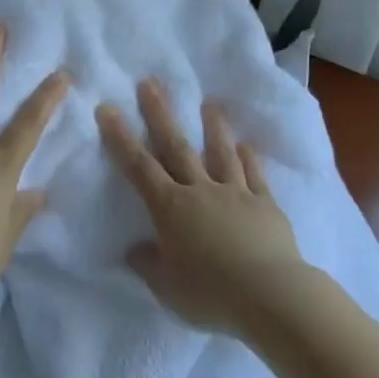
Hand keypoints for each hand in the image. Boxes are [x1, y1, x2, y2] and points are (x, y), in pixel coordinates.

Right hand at [98, 80, 308, 334]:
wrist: (270, 295)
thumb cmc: (210, 293)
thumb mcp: (167, 287)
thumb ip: (148, 265)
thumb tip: (133, 249)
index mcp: (171, 208)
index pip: (139, 167)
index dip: (121, 138)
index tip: (108, 108)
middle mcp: (200, 190)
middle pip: (176, 146)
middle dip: (160, 114)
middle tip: (150, 82)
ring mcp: (235, 193)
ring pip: (220, 153)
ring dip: (213, 127)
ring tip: (209, 103)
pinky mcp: (264, 204)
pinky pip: (254, 175)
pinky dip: (249, 158)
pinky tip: (246, 144)